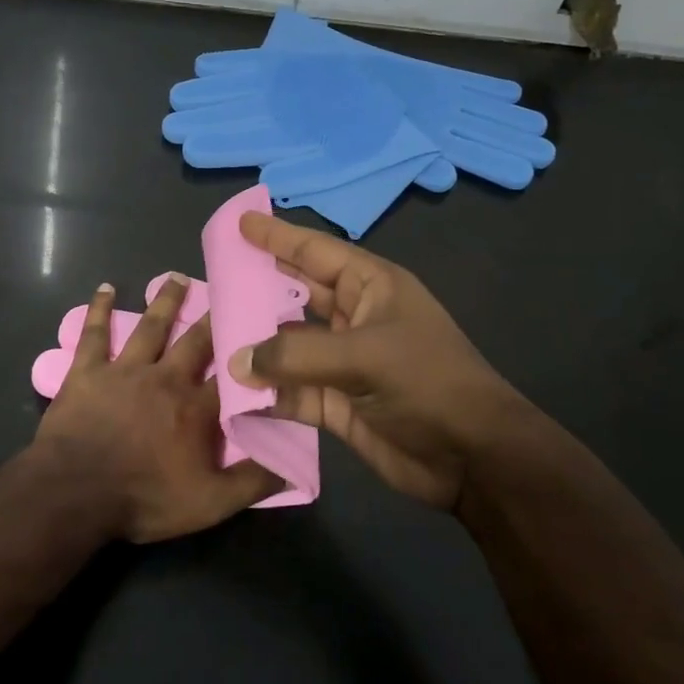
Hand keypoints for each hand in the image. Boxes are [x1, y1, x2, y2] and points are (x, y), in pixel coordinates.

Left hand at [33, 276, 280, 542]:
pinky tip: (105, 288)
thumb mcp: (209, 504)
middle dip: (212, 318)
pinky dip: (99, 309)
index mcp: (196, 408)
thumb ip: (252, 483)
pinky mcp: (88, 370)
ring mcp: (125, 370)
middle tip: (227, 290)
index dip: (249, 356)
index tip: (265, 332)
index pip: (232, 377)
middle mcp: (165, 378)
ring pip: (151, 327)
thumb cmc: (144, 498)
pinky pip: (95, 333)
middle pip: (195, 341)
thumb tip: (294, 468)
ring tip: (177, 277)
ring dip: (165, 301)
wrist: (75, 492)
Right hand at [227, 211, 547, 511]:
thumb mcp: (365, 357)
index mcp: (371, 288)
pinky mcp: (336, 403)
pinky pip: (291, 390)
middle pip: (297, 294)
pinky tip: (232, 390)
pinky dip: (265, 391)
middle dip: (259, 286)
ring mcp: (344, 362)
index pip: (316, 252)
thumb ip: (296, 354)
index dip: (278, 237)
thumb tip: (237, 359)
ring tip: (211, 332)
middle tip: (215, 277)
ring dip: (255, 342)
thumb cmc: (427, 383)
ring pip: (289, 344)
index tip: (240, 224)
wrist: (472, 459)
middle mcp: (355, 318)